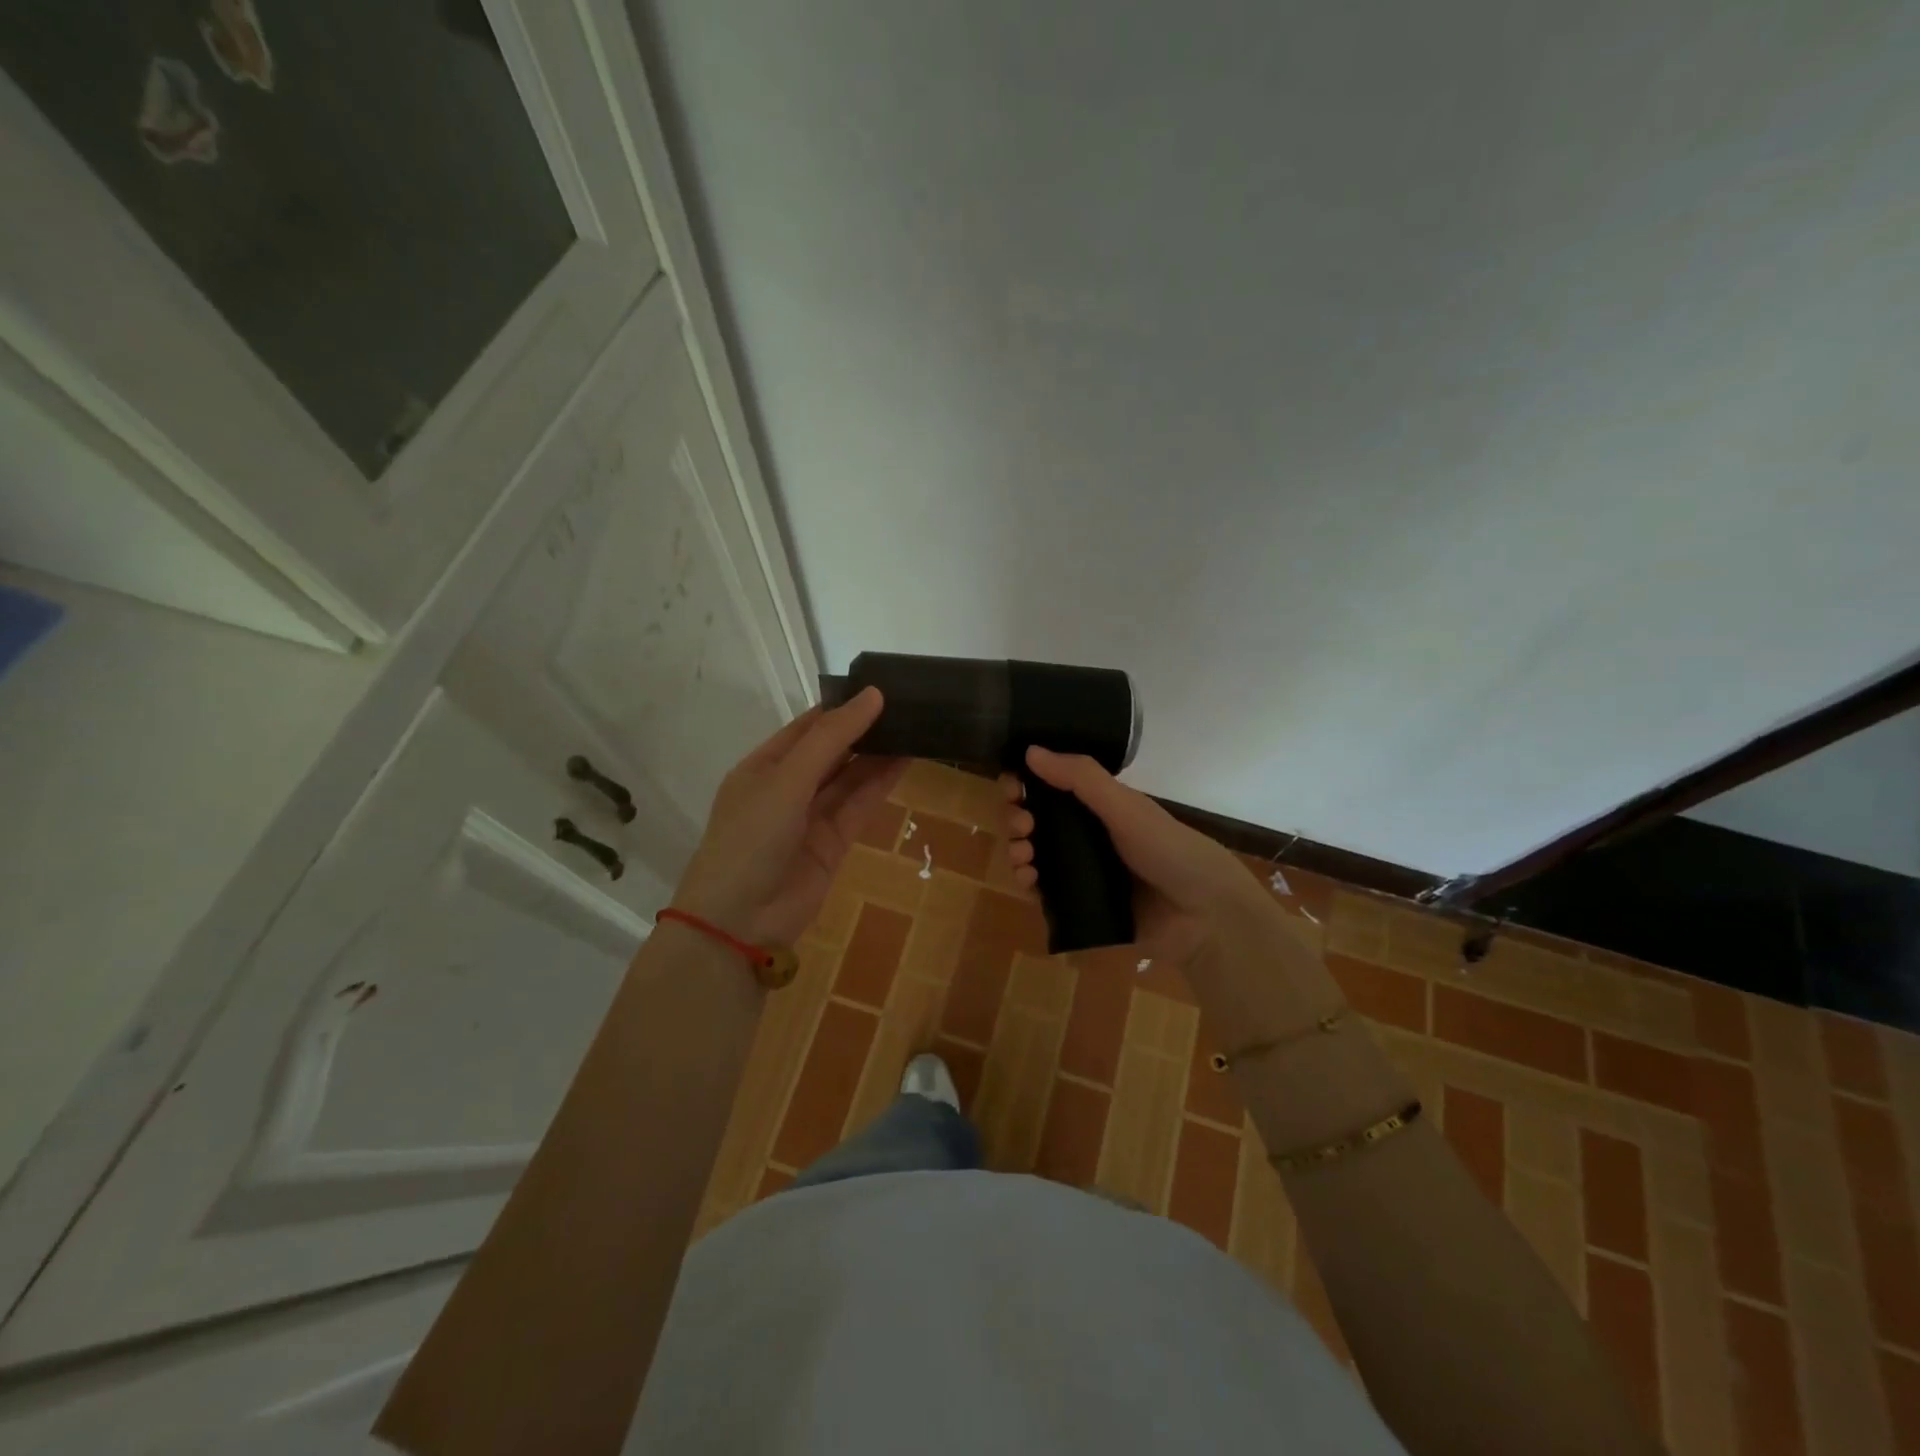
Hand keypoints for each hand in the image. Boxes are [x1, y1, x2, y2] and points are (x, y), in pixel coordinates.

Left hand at [673, 688, 903, 944]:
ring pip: (850, 778)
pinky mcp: (833, 842)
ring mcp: (811, 816)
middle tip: (907, 705)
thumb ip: (832, 739)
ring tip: (914, 726)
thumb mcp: (787, 779)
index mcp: (764, 766)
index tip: (880, 688)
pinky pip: (859, 805)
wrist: (741, 920)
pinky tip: (906, 760)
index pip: (808, 727)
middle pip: (832, 751)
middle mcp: (787, 787)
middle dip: (864, 730)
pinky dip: (881, 784)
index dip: (842, 708)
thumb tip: (873, 695)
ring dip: (878, 755)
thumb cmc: (751, 837)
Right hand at [1000, 745, 1270, 965]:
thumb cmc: (1167, 849)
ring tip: (1023, 855)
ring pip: (1035, 856)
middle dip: (1018, 818)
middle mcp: (1087, 836)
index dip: (1026, 784)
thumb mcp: (1124, 806)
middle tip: (1022, 823)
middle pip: (1037, 822)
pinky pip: (1043, 894)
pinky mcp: (1080, 907)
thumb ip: (1081, 778)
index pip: (1050, 788)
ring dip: (1018, 850)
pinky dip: (1028, 884)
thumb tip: (1030, 750)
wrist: (1203, 914)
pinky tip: (1027, 880)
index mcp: (1099, 807)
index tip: (1012, 786)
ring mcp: (1082, 873)